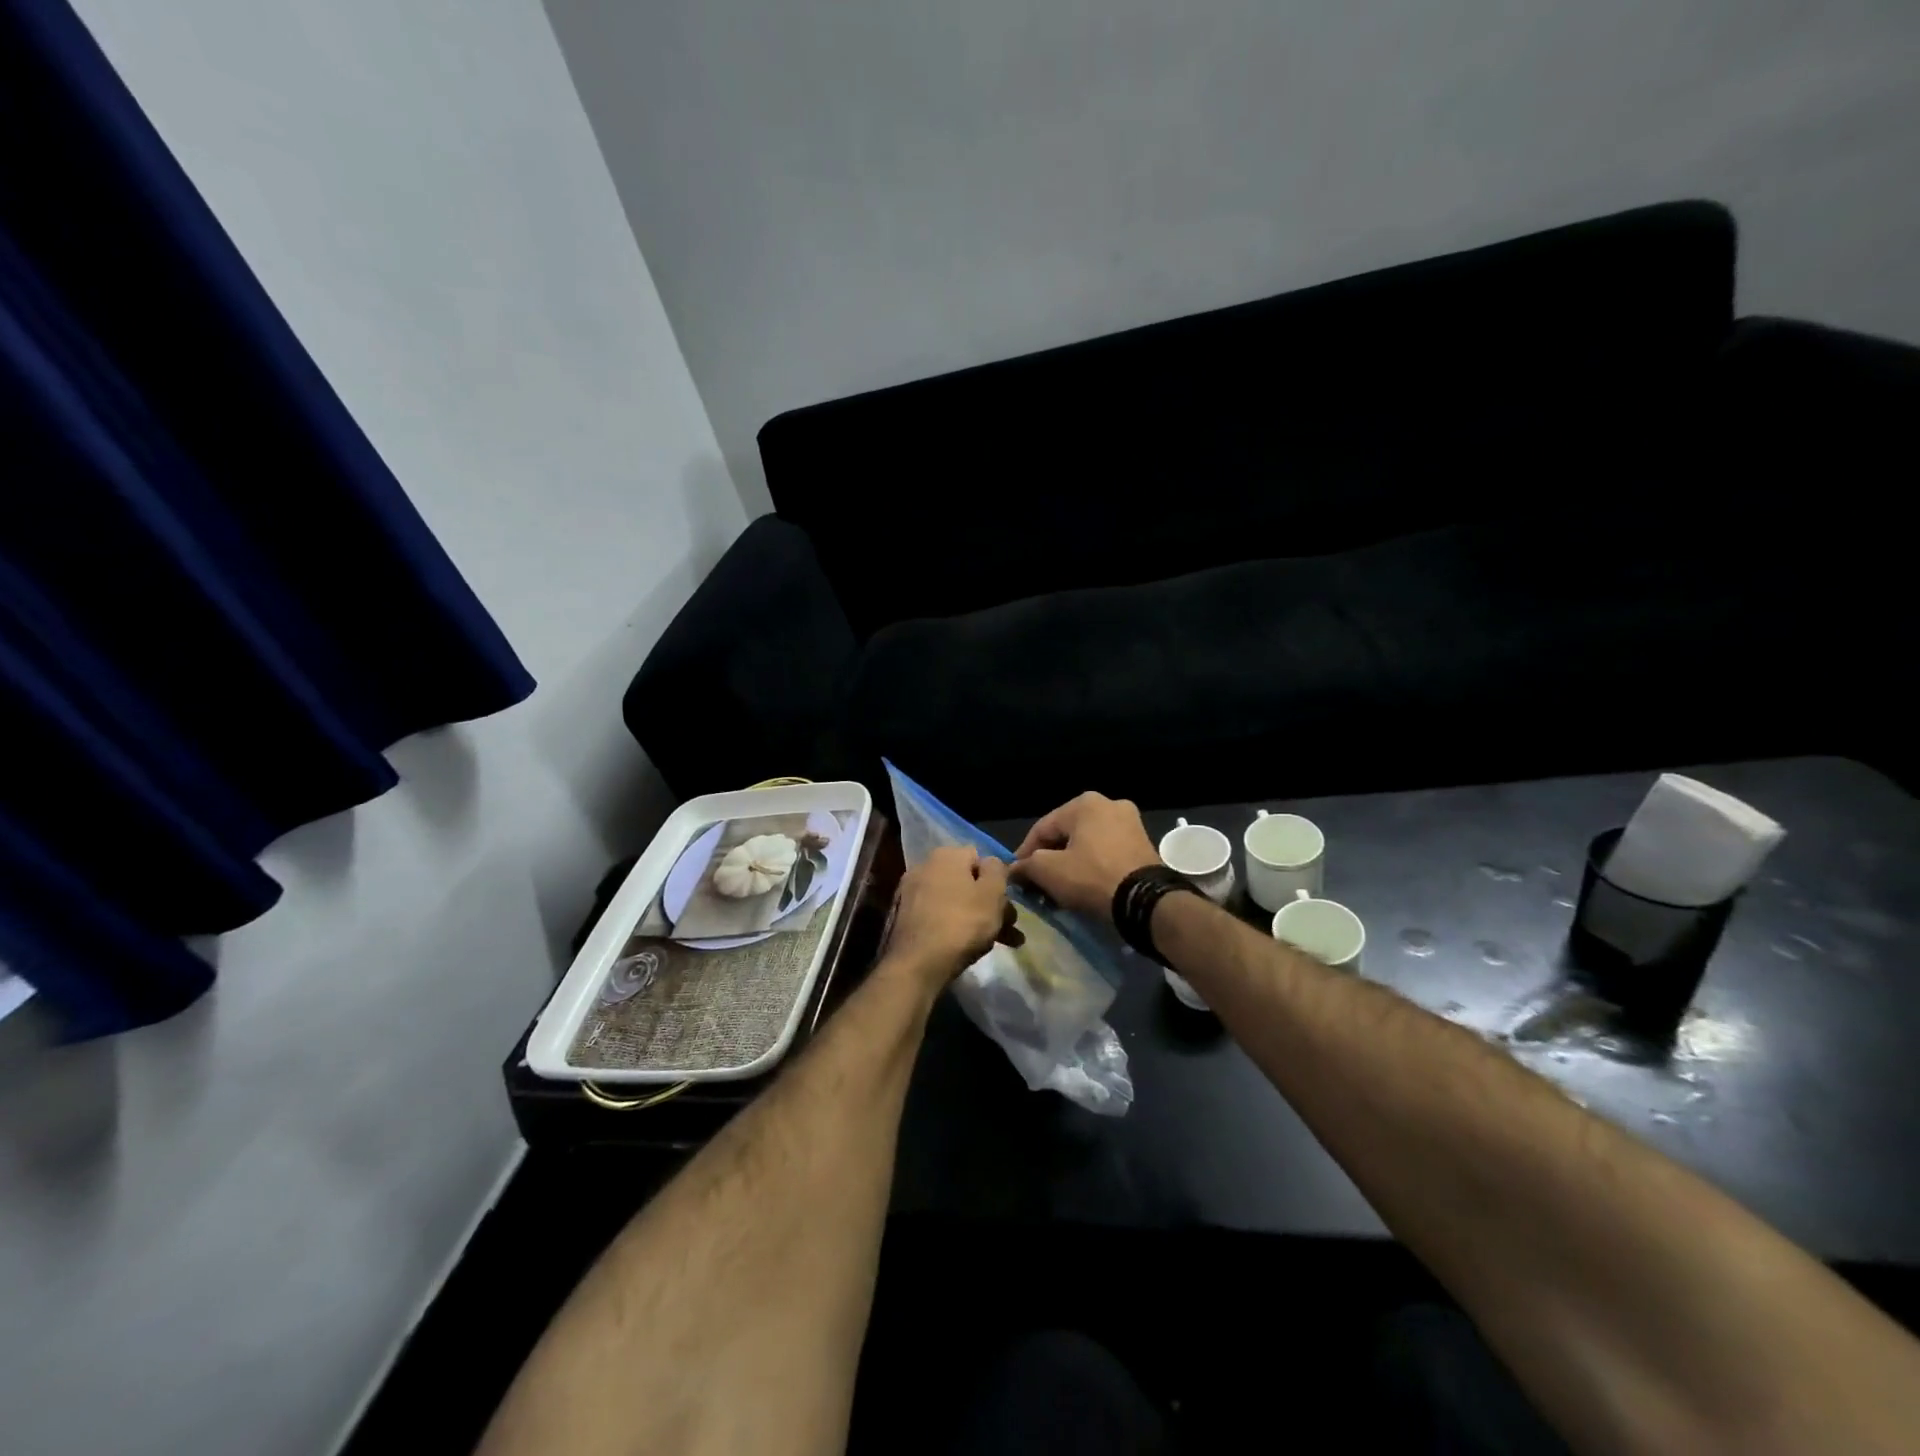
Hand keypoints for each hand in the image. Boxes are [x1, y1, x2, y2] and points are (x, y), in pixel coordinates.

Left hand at [883, 846, 1021, 988]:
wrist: (916, 964)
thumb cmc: (962, 923)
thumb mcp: (992, 893)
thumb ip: (997, 870)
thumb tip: (990, 863)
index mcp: (946, 855)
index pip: (980, 859)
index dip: (998, 882)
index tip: (1008, 907)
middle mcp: (924, 867)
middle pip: (966, 883)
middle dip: (989, 905)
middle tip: (1008, 931)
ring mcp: (910, 892)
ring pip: (953, 902)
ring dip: (975, 919)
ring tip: (992, 945)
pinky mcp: (902, 917)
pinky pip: (936, 916)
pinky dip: (952, 927)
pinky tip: (964, 947)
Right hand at [1010, 792, 1158, 922]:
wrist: (1145, 901)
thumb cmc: (1092, 877)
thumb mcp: (1049, 871)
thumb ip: (1026, 866)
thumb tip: (1013, 870)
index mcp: (1084, 803)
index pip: (1042, 828)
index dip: (1024, 853)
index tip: (1016, 876)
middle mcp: (1109, 804)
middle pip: (1066, 834)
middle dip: (1049, 858)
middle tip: (1037, 883)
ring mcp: (1130, 823)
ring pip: (1087, 843)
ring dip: (1070, 863)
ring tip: (1059, 888)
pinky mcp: (1143, 844)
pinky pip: (1107, 852)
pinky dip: (1092, 866)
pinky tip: (1084, 885)